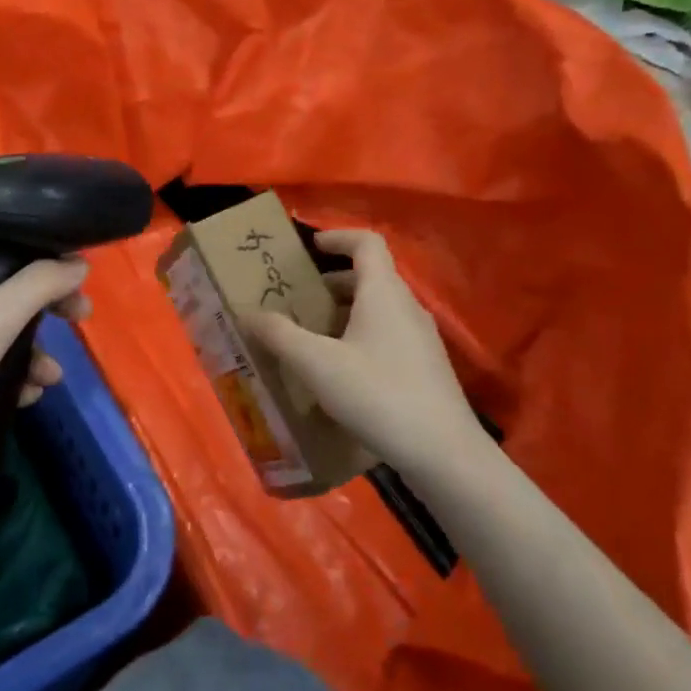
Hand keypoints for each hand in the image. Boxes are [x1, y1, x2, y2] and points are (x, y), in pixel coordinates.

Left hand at [0, 249, 90, 489]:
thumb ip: (39, 286)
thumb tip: (78, 264)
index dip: (38, 260)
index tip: (74, 279)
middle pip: (1, 295)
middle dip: (42, 313)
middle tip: (80, 318)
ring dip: (30, 354)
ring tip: (51, 378)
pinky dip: (8, 380)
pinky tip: (27, 398)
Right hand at [245, 231, 490, 478]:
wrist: (443, 452)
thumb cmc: (377, 394)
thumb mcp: (316, 364)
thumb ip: (280, 334)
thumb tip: (248, 313)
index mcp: (384, 293)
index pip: (366, 243)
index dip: (337, 237)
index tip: (309, 247)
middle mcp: (406, 307)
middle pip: (369, 278)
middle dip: (330, 283)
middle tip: (296, 300)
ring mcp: (420, 339)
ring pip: (377, 310)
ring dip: (342, 314)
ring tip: (309, 337)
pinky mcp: (424, 368)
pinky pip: (386, 336)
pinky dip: (357, 338)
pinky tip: (337, 372)